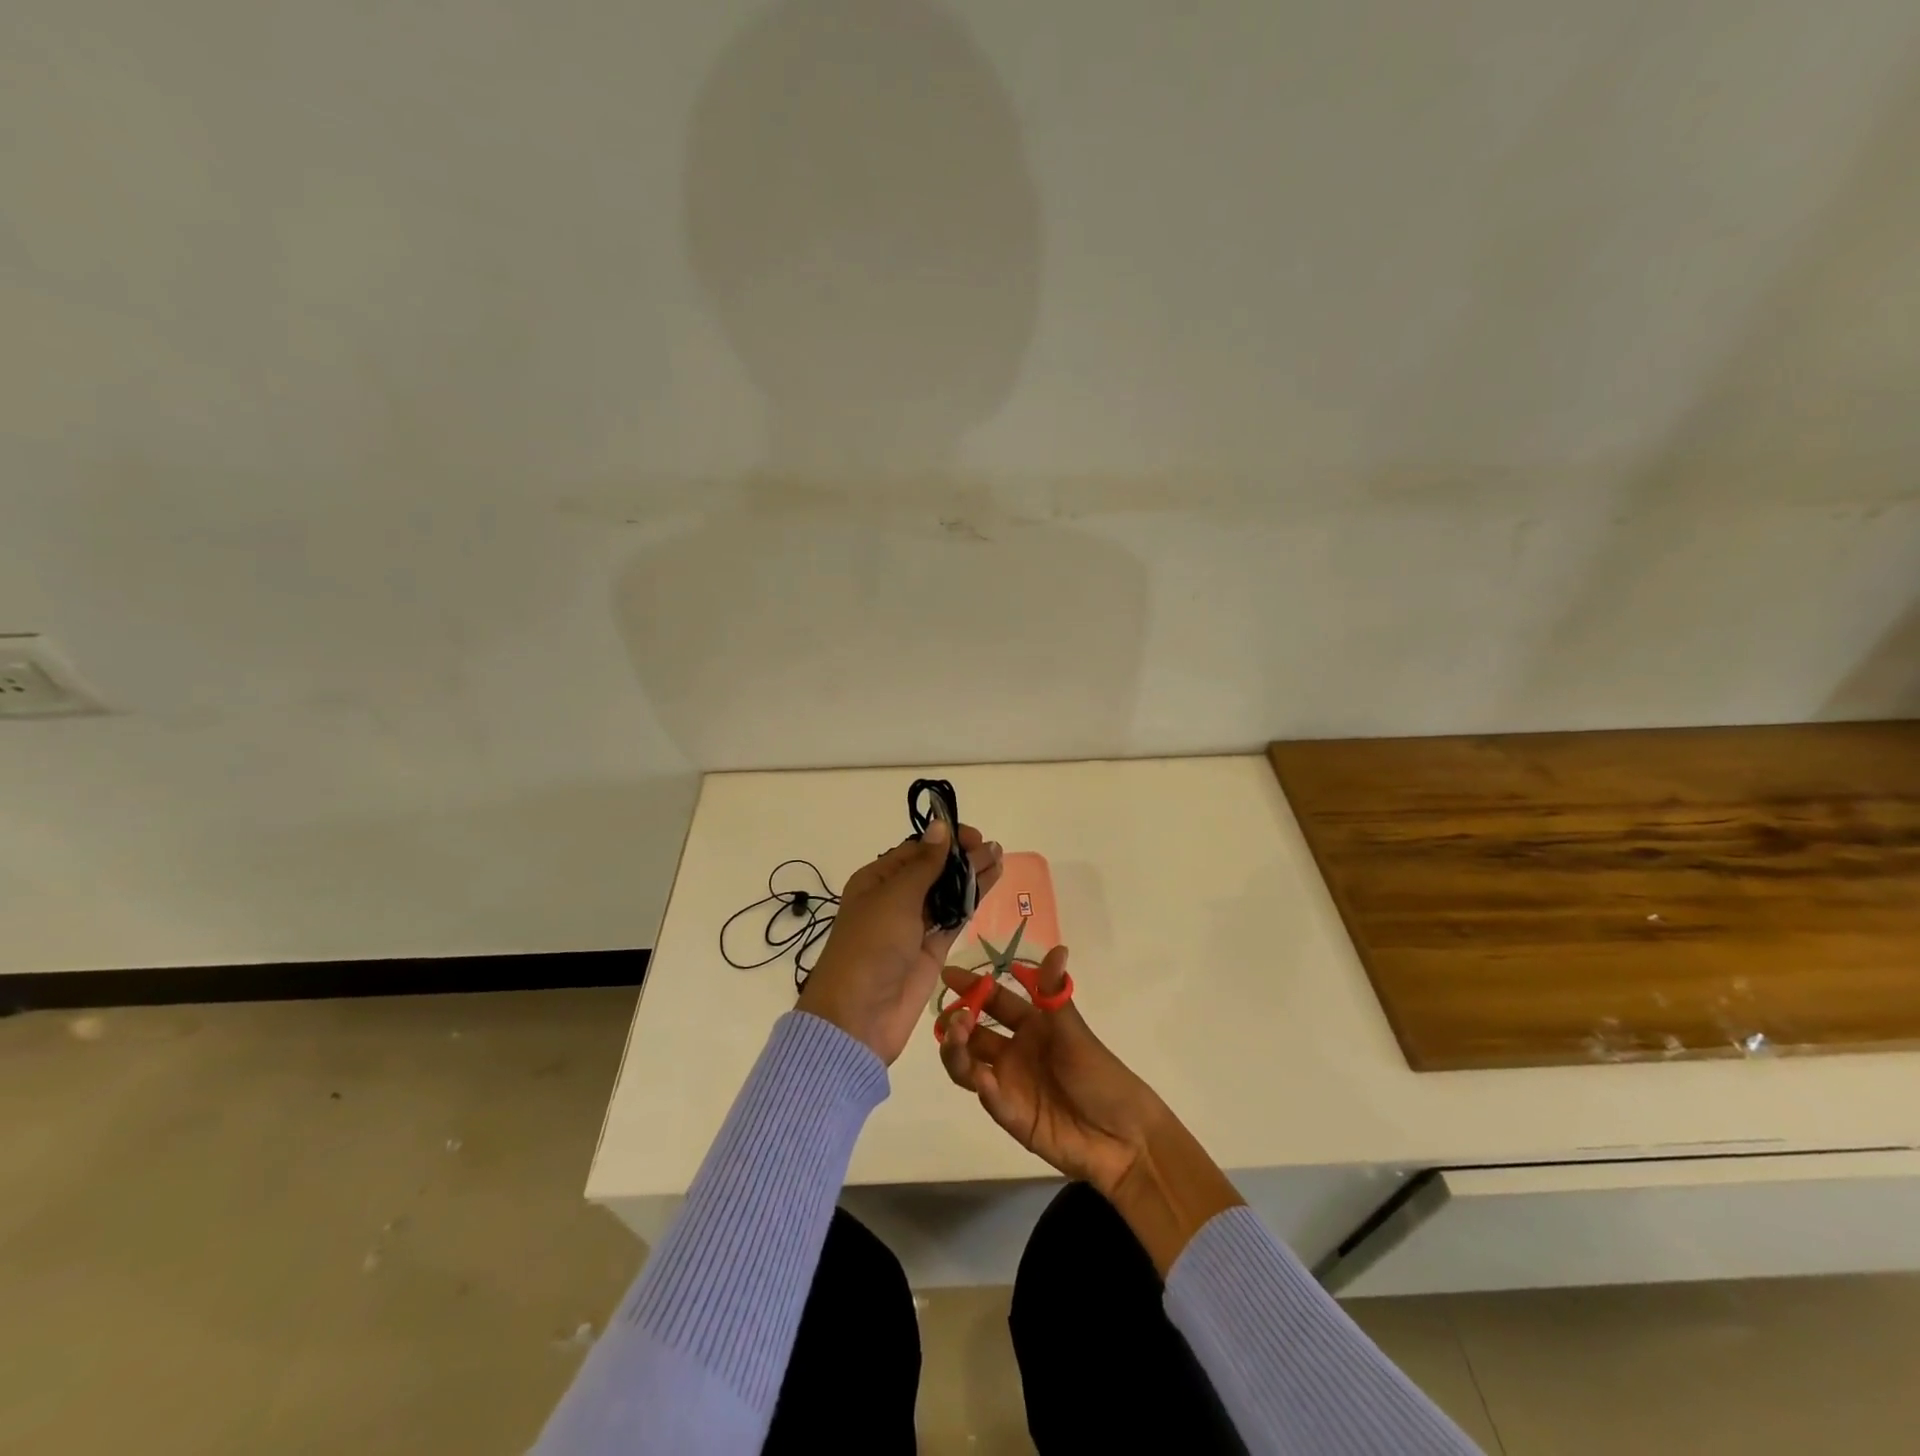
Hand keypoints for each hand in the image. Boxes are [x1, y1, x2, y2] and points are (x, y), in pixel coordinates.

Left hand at [796, 821, 1002, 1064]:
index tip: (972, 836)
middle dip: (962, 857)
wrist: (859, 1016)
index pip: (915, 851)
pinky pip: (955, 918)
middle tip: (992, 848)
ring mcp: (915, 925)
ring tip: (999, 857)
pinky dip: (972, 901)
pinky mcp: (933, 949)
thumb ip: (924, 864)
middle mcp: (895, 899)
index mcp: (876, 880)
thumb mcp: (895, 898)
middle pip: (934, 870)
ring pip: (948, 892)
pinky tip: (990, 883)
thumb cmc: (870, 946)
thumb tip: (940, 825)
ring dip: (971, 875)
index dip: (944, 841)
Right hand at [934, 947, 1165, 1198]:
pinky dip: (981, 1086)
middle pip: (973, 1034)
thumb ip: (1054, 993)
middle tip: (953, 1016)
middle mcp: (1014, 1052)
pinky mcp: (1011, 1116)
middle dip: (957, 1021)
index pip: (994, 1001)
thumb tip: (1058, 947)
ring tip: (956, 1039)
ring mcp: (1010, 1085)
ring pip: (969, 1065)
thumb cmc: (1100, 1075)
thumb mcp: (1074, 1031)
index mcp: (1031, 1025)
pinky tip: (983, 1077)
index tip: (948, 974)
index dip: (972, 987)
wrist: (1124, 1136)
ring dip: (957, 1051)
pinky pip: (989, 1098)